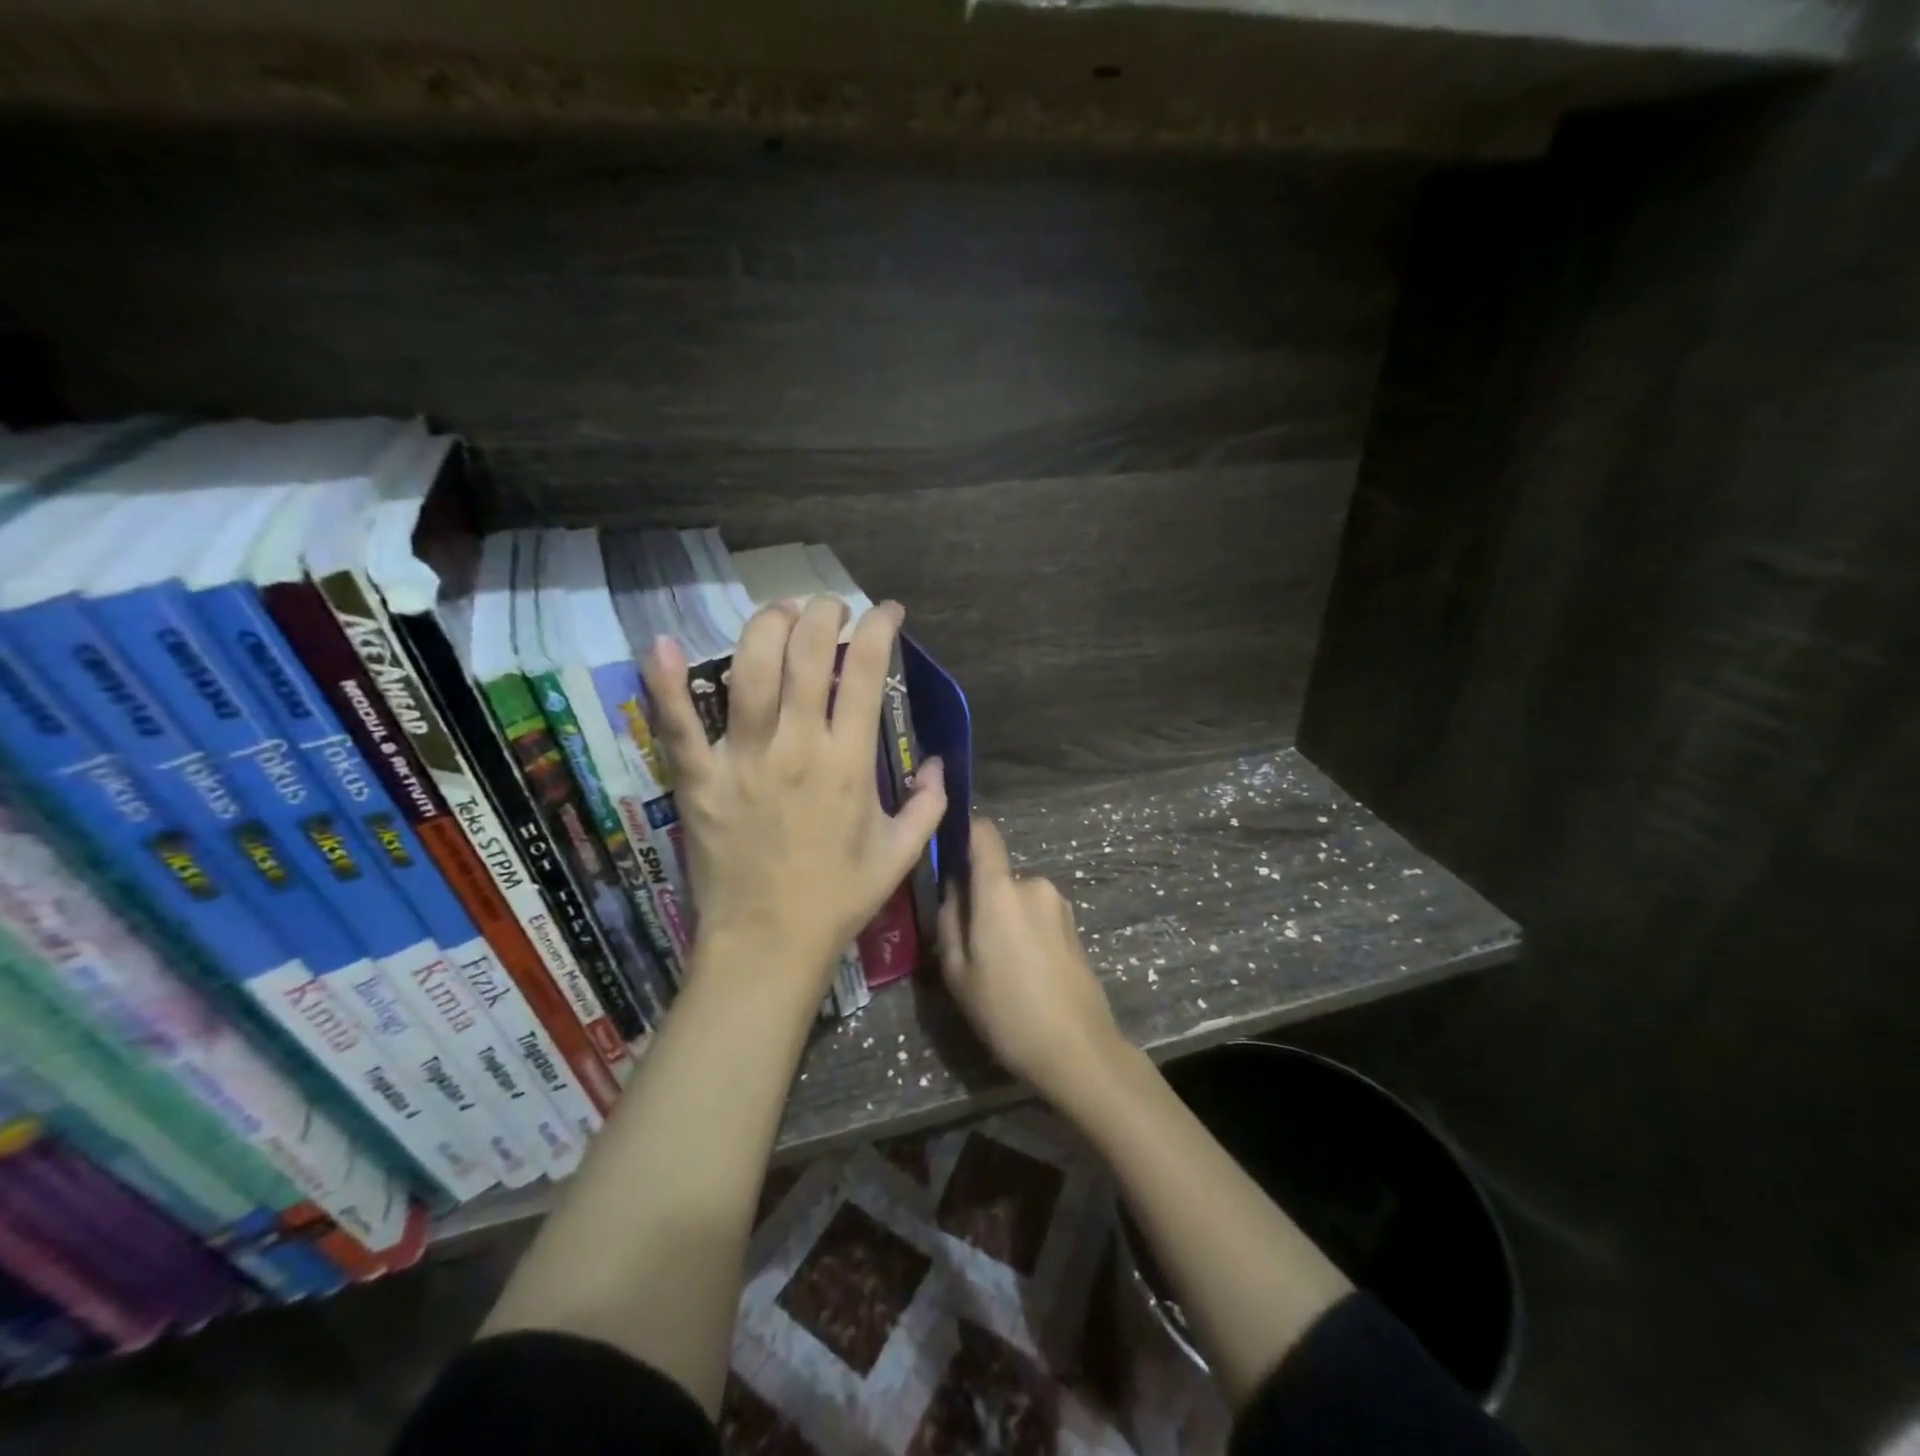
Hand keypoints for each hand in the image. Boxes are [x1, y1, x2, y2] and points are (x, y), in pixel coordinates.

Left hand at [642, 597, 946, 1002]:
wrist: (769, 944)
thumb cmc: (838, 899)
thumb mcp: (900, 855)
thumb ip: (927, 805)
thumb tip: (938, 765)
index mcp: (849, 762)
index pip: (866, 675)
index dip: (879, 631)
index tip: (885, 612)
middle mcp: (797, 747)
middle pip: (806, 657)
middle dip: (822, 615)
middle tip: (829, 607)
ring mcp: (743, 760)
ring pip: (749, 673)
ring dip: (765, 628)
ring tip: (778, 612)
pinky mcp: (698, 781)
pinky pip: (677, 726)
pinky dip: (665, 684)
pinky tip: (661, 644)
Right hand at [938, 816, 1129, 1106]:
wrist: (1077, 1049)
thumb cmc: (1007, 1011)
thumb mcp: (958, 972)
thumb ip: (949, 919)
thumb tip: (953, 888)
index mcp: (1001, 890)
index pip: (984, 834)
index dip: (965, 833)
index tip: (948, 851)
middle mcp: (1034, 885)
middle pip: (997, 876)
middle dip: (981, 899)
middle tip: (969, 944)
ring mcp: (1059, 905)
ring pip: (1017, 899)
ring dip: (1004, 918)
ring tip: (998, 966)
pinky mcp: (1074, 926)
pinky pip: (1037, 915)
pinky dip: (1024, 932)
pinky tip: (1024, 973)